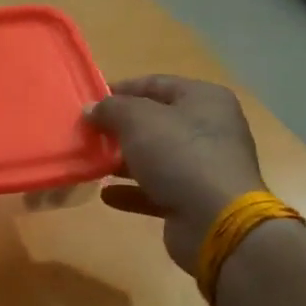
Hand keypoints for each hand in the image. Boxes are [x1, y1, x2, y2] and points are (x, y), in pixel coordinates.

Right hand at [86, 75, 265, 272]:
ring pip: (156, 157)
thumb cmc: (179, 155)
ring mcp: (204, 167)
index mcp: (204, 99)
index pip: (156, 84)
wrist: (216, 221)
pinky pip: (157, 189)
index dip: (122, 89)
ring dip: (123, 160)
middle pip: (156, 122)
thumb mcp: (138, 120)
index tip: (91, 100)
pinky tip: (107, 195)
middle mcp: (209, 129)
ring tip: (92, 162)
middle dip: (120, 128)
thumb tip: (92, 109)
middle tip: (89, 133)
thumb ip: (111, 109)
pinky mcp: (195, 200)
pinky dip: (132, 190)